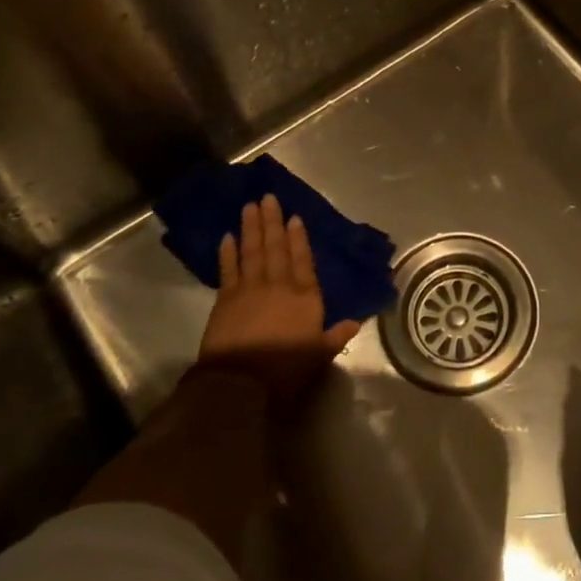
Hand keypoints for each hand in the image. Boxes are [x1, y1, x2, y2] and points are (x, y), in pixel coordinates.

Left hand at [198, 194, 361, 417]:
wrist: (240, 382)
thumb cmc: (285, 369)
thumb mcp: (319, 355)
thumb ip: (336, 336)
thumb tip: (355, 322)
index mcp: (304, 297)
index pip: (303, 260)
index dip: (299, 238)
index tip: (295, 217)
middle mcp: (278, 285)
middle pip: (276, 247)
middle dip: (273, 222)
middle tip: (268, 198)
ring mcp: (249, 289)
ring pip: (252, 251)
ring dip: (251, 228)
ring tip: (250, 206)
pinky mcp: (225, 300)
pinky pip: (227, 269)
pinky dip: (227, 252)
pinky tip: (227, 236)